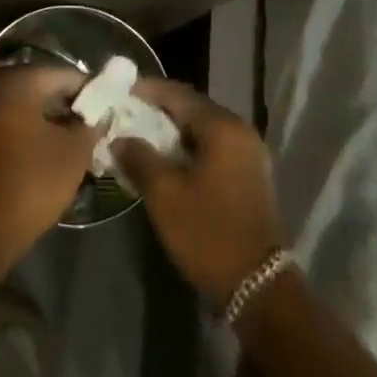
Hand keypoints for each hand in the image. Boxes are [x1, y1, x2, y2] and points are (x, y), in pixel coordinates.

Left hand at [0, 62, 96, 252]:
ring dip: (53, 116)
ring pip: (28, 102)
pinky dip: (33, 126)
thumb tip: (103, 113)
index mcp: (18, 80)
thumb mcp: (75, 151)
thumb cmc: (34, 180)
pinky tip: (55, 144)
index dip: (92, 91)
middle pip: (44, 85)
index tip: (112, 108)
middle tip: (98, 123)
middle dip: (72, 103)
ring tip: (81, 136)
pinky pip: (13, 117)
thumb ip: (92, 124)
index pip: (65, 74)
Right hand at [115, 80, 285, 309]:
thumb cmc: (208, 232)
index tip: (118, 91)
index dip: (146, 90)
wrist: (258, 286)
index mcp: (223, 127)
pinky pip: (212, 147)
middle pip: (192, 108)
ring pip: (202, 129)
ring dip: (171, 131)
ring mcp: (249, 154)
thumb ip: (139, 157)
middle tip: (125, 113)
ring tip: (139, 135)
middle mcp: (240, 132)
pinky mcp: (249, 175)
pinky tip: (165, 159)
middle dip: (158, 110)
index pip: (178, 94)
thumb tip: (120, 138)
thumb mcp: (164, 194)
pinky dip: (187, 147)